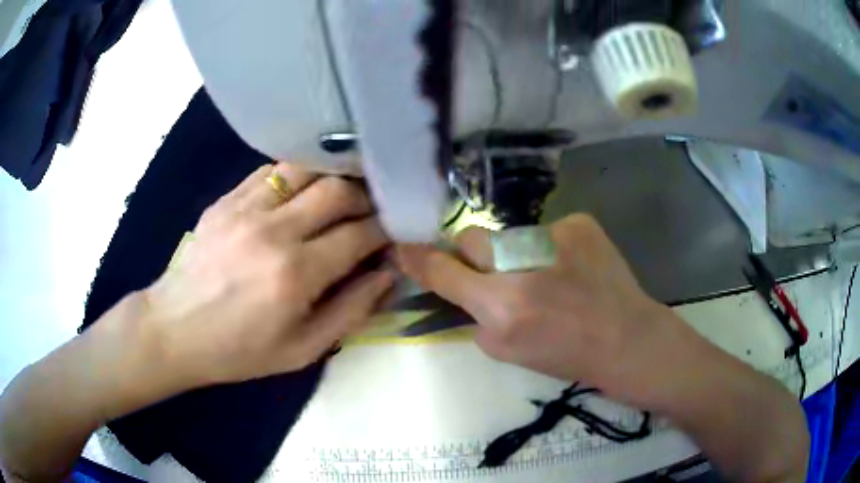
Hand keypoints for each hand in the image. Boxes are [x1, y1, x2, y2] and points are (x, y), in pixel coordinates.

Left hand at [145, 163, 393, 385]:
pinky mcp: (226, 200)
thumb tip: (387, 274)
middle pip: (337, 190)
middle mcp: (273, 230)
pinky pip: (271, 172)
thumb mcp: (303, 350)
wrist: (176, 330)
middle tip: (374, 210)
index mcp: (296, 274)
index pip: (360, 234)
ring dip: (333, 177)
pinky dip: (297, 175)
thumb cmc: (240, 350)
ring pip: (306, 169)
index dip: (387, 228)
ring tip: (343, 193)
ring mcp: (245, 209)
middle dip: (367, 197)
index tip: (396, 230)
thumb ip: (351, 310)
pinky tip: (303, 190)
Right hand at [397, 214, 701, 404]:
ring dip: (516, 255)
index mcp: (501, 307)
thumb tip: (462, 288)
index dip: (418, 259)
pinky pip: (546, 232)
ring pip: (510, 236)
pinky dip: (550, 249)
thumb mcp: (508, 352)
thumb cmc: (567, 356)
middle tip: (496, 273)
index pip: (443, 271)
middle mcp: (521, 265)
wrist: (626, 339)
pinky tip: (573, 268)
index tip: (403, 247)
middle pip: (471, 238)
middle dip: (472, 254)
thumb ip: (478, 316)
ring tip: (548, 276)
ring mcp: (553, 236)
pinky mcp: (579, 223)